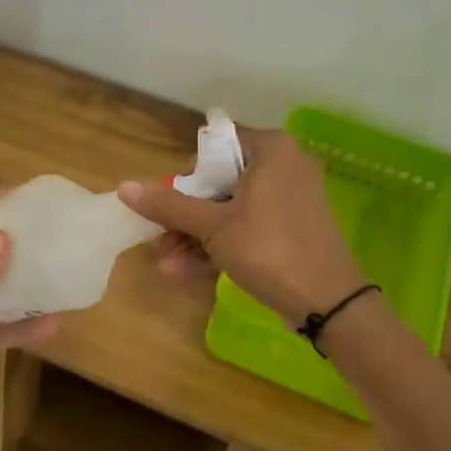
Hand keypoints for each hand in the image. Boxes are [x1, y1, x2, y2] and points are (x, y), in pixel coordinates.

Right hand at [118, 128, 364, 326]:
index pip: (215, 148)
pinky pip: (248, 228)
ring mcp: (290, 200)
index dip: (187, 177)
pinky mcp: (292, 229)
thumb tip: (123, 187)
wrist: (328, 302)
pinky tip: (187, 273)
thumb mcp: (213, 227)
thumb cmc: (269, 249)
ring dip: (196, 238)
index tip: (170, 206)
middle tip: (161, 242)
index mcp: (271, 150)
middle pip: (219, 183)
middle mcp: (284, 166)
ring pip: (230, 211)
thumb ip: (169, 205)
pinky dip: (220, 246)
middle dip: (185, 218)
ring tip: (168, 266)